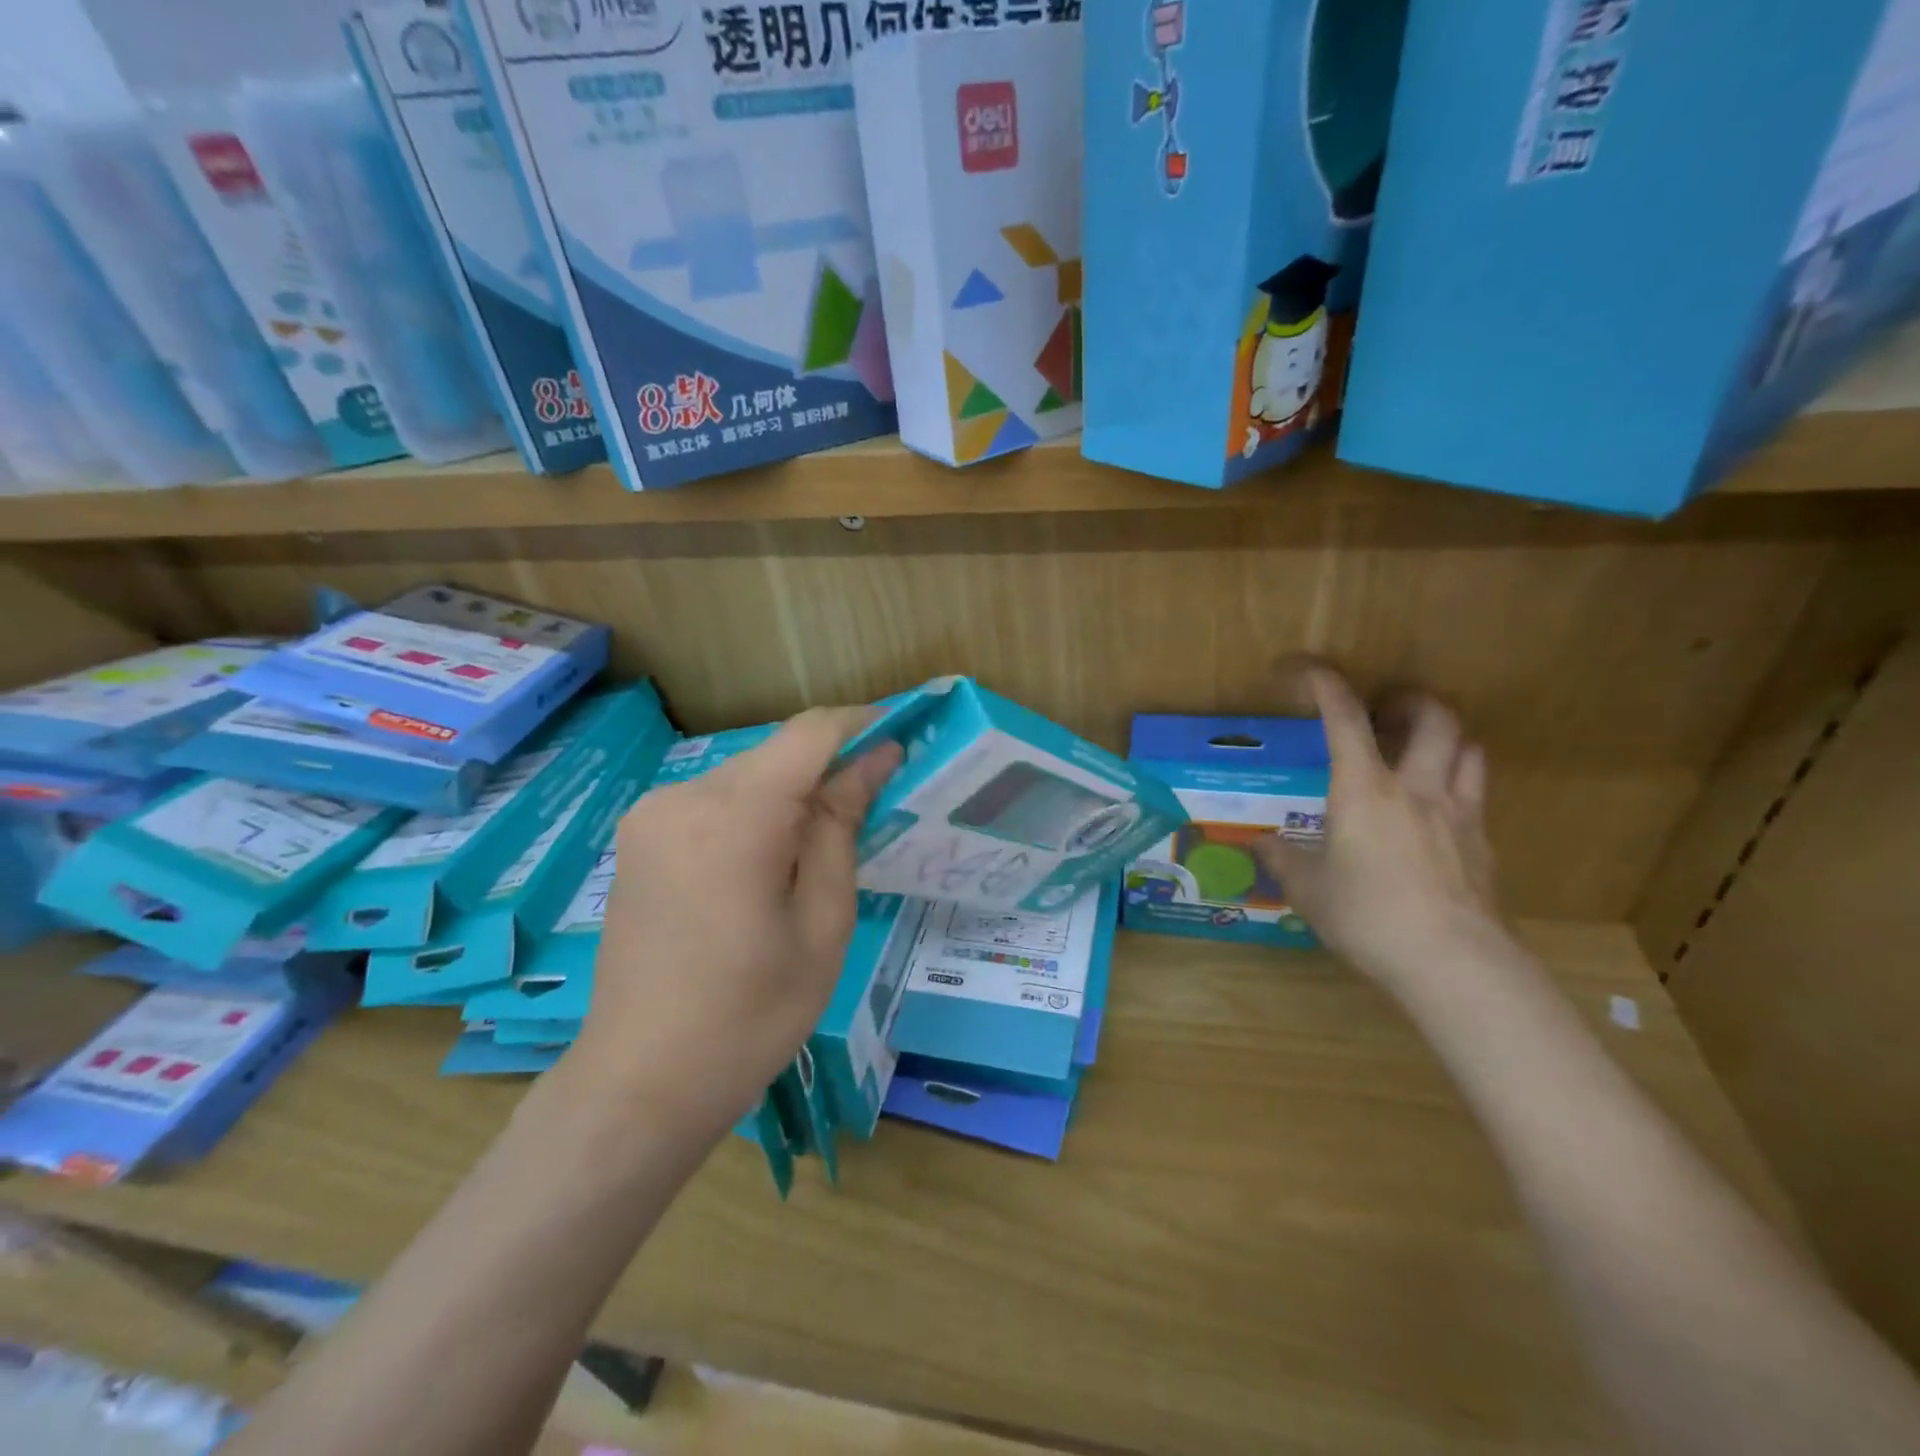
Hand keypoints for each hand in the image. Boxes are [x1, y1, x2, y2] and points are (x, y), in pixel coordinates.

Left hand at [568, 708, 901, 1136]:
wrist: (642, 1082)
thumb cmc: (751, 1015)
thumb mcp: (821, 922)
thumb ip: (842, 826)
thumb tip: (876, 758)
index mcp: (733, 818)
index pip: (810, 734)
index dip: (862, 725)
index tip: (903, 741)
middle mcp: (683, 797)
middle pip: (777, 753)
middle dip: (831, 767)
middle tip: (875, 809)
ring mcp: (652, 814)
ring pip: (748, 774)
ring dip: (794, 792)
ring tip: (826, 846)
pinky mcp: (639, 836)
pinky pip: (715, 800)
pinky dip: (757, 811)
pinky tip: (773, 860)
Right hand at [1254, 666, 1499, 993]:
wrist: (1453, 962)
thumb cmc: (1368, 916)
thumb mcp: (1308, 889)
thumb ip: (1283, 859)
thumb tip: (1260, 844)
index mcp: (1364, 789)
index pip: (1344, 718)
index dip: (1325, 684)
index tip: (1305, 668)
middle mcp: (1416, 788)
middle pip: (1434, 718)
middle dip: (1409, 701)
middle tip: (1385, 711)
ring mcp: (1459, 814)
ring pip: (1468, 749)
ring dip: (1444, 736)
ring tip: (1418, 750)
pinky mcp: (1484, 845)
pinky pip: (1476, 794)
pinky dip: (1457, 783)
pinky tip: (1436, 812)